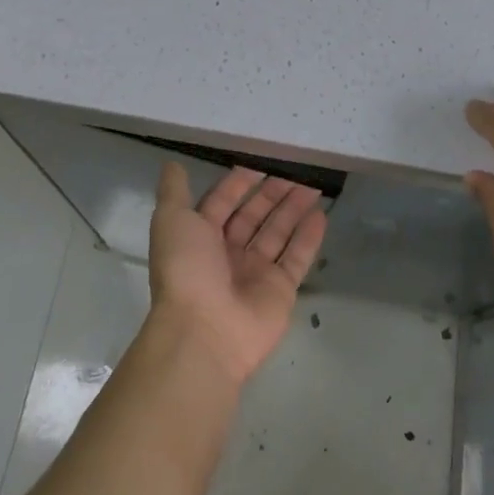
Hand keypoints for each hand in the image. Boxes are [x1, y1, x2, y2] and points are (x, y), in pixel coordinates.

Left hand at [147, 163, 327, 384]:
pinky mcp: (280, 290)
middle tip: (295, 172)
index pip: (222, 202)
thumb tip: (172, 163)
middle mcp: (228, 253)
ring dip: (293, 210)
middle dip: (271, 194)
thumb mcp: (172, 221)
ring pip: (278, 233)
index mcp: (200, 237)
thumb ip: (174, 191)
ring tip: (313, 186)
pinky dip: (309, 237)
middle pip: (253, 216)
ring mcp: (256, 272)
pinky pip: (297, 257)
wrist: (204, 332)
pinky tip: (321, 215)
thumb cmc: (186, 269)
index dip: (239, 183)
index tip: (260, 163)